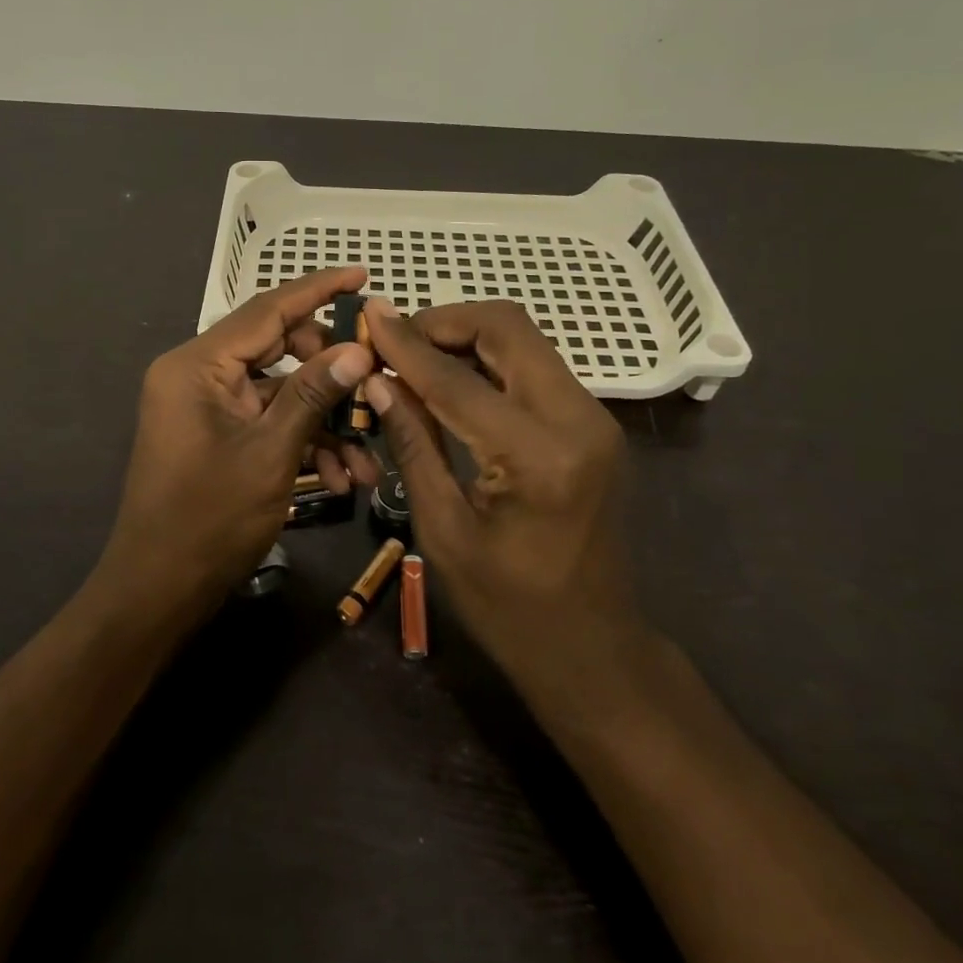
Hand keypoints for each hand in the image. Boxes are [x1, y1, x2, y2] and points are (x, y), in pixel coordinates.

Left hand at [96, 268, 379, 626]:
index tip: (362, 275)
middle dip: (331, 374)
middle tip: (375, 387)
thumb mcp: (270, 453)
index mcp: (198, 365)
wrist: (159, 590)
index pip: (267, 309)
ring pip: (280, 393)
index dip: (318, 289)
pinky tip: (338, 479)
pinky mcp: (217, 435)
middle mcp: (198, 375)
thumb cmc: (209, 519)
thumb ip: (313, 395)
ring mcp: (207, 406)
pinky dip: (302, 443)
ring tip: (365, 462)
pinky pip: (267, 422)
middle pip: (279, 349)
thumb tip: (357, 349)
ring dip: (324, 422)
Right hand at [361, 298, 650, 708]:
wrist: (592, 647)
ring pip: (524, 340)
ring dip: (466, 337)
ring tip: (413, 357)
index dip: (405, 343)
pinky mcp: (594, 425)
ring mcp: (594, 418)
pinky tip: (450, 381)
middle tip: (393, 340)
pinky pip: (534, 367)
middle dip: (443, 321)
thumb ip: (413, 443)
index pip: (456, 378)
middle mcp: (578, 420)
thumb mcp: (443, 529)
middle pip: (507, 328)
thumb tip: (377, 380)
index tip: (368, 314)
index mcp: (537, 456)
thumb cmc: (507, 607)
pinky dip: (488, 360)